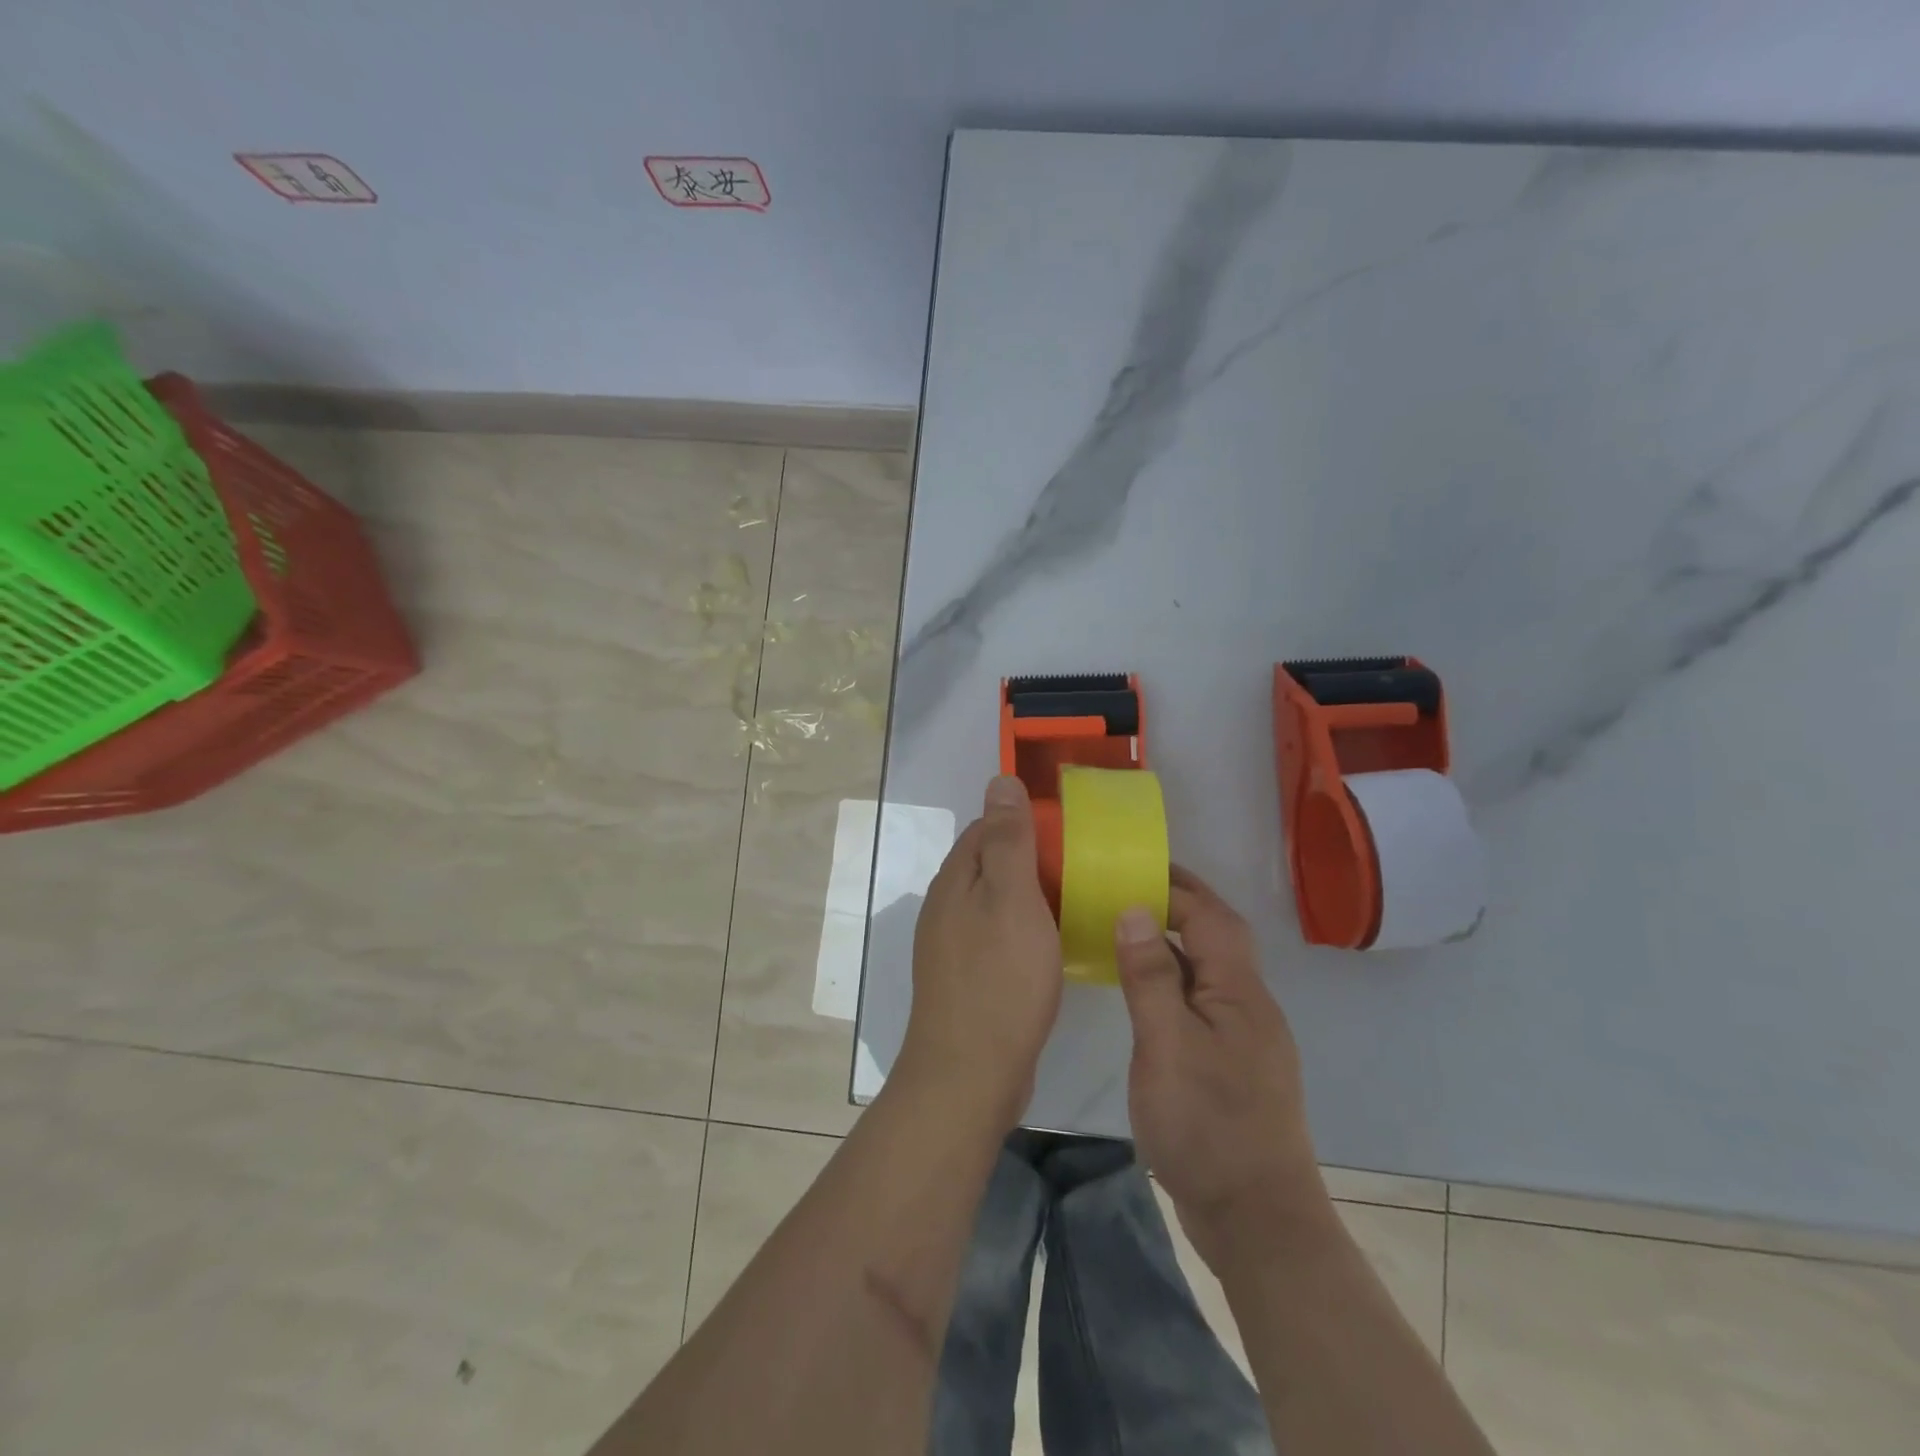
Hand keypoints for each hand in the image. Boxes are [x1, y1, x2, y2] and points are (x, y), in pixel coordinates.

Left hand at [899, 775, 1063, 1130]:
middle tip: (1082, 867)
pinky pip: (997, 937)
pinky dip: (1024, 930)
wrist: (969, 1074)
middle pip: (989, 865)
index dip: (1024, 822)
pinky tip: (1052, 946)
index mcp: (954, 881)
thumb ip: (1006, 840)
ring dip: (1030, 897)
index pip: (985, 829)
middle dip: (1031, 859)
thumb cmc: (998, 979)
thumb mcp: (1010, 898)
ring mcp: (951, 946)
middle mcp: (945, 907)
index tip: (1068, 831)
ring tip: (1075, 901)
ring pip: (995, 903)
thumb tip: (999, 780)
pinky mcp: (965, 979)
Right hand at [1115, 866, 1327, 1266]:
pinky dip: (1173, 979)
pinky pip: (1202, 1000)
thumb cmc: (1207, 1126)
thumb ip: (1150, 976)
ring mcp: (1244, 1037)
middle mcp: (1250, 1004)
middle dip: (1178, 903)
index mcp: (1239, 992)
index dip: (1173, 886)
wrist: (1257, 1221)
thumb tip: (1134, 909)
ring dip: (1174, 941)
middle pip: (1217, 936)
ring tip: (1126, 927)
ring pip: (1209, 970)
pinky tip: (1144, 992)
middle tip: (1126, 885)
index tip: (1130, 866)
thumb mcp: (1166, 1046)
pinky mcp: (1233, 1064)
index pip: (1210, 916)